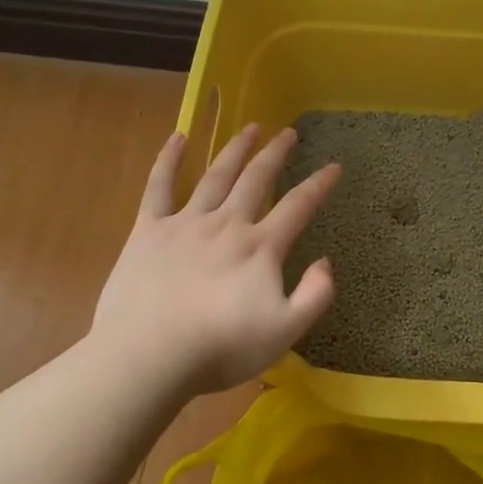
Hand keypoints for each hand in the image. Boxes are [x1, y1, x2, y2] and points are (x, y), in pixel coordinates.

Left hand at [92, 124, 339, 396]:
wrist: (148, 355)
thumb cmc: (220, 348)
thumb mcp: (285, 332)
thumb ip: (315, 295)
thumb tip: (326, 262)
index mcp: (260, 247)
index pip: (298, 206)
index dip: (319, 184)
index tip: (334, 166)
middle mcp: (227, 224)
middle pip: (257, 179)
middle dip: (276, 153)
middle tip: (288, 132)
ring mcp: (186, 223)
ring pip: (216, 175)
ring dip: (235, 149)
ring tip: (249, 128)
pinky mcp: (148, 231)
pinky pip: (159, 186)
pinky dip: (169, 159)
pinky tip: (178, 137)